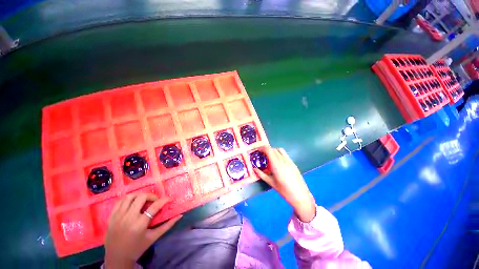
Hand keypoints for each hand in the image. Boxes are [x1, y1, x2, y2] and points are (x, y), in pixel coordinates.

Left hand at [104, 193, 181, 268]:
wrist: (116, 258)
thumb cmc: (137, 248)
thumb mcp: (153, 237)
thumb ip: (167, 225)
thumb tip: (179, 215)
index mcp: (139, 224)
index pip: (155, 206)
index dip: (164, 200)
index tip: (169, 199)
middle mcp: (128, 217)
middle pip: (141, 197)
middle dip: (152, 196)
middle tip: (156, 201)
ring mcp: (118, 216)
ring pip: (130, 196)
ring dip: (140, 195)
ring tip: (145, 200)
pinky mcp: (111, 216)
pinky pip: (120, 201)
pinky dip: (129, 199)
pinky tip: (133, 203)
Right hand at [254, 147, 315, 221]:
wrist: (301, 196)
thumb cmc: (284, 191)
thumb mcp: (271, 183)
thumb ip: (261, 175)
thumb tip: (254, 169)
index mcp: (277, 166)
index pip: (269, 151)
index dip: (263, 148)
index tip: (258, 149)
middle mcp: (283, 161)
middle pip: (273, 149)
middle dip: (267, 149)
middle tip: (262, 154)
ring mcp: (289, 161)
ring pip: (280, 150)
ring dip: (273, 150)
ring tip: (269, 156)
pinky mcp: (293, 163)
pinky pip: (285, 154)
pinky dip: (279, 153)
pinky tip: (277, 160)